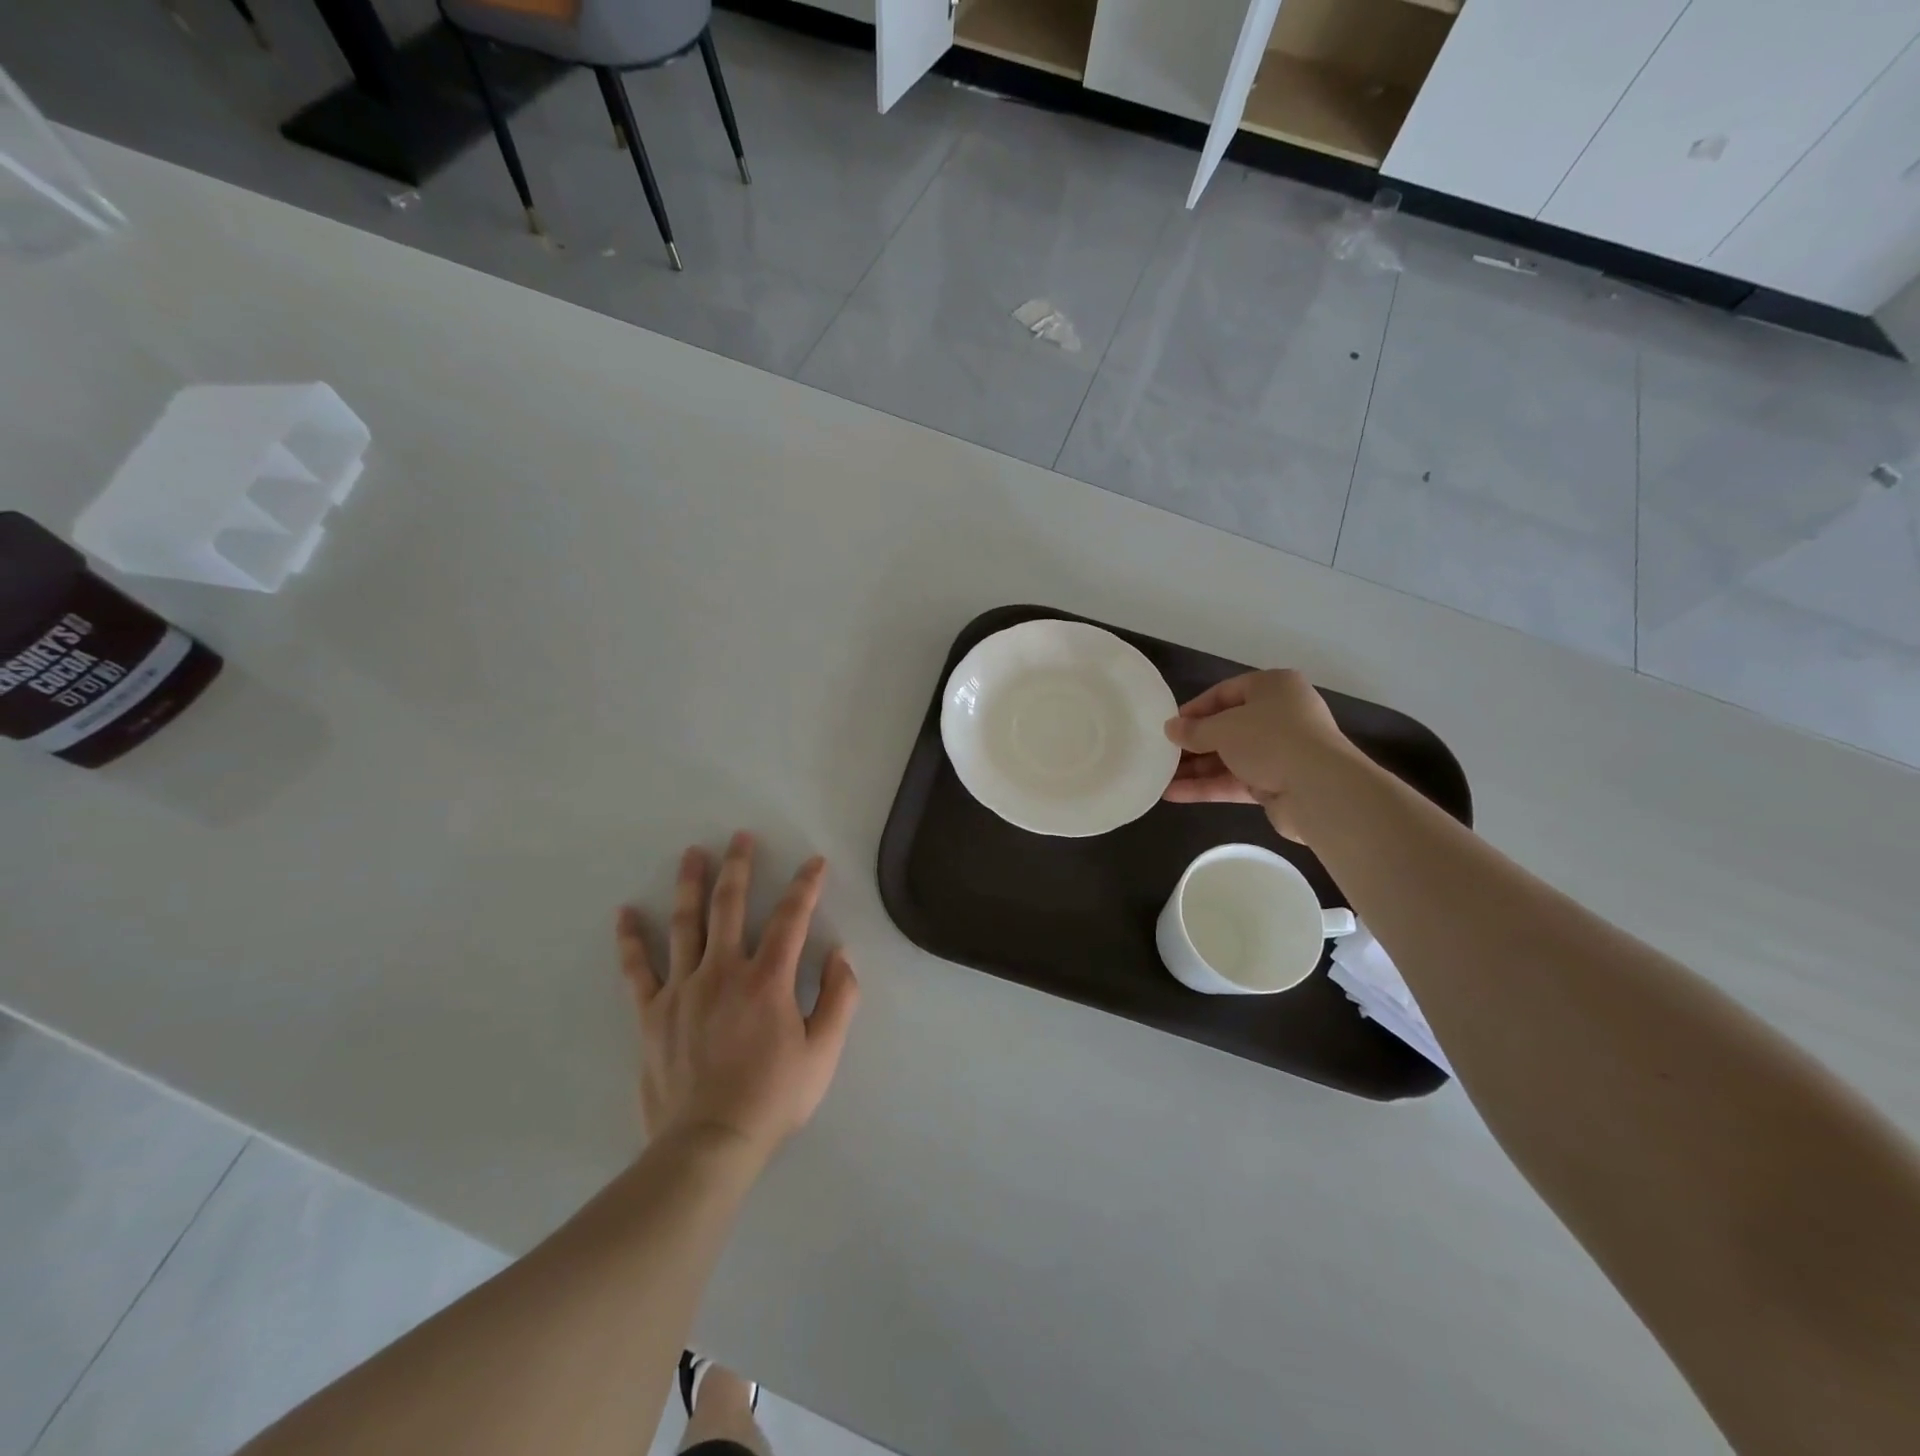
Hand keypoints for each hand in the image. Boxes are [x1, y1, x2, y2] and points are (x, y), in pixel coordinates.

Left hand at [615, 832, 859, 1161]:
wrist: (709, 1144)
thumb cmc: (773, 1098)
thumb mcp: (824, 1053)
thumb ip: (839, 998)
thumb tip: (840, 954)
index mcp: (767, 980)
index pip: (791, 918)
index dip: (805, 886)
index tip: (814, 862)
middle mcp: (723, 971)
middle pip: (731, 906)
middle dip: (739, 866)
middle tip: (740, 836)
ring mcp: (683, 989)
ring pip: (685, 924)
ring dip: (690, 885)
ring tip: (692, 854)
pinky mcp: (652, 1013)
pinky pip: (637, 969)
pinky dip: (630, 940)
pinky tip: (625, 913)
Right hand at [1162, 669, 1361, 840]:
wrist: (1318, 789)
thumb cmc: (1270, 739)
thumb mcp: (1223, 728)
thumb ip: (1193, 730)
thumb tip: (1170, 728)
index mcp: (1273, 688)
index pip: (1225, 693)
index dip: (1194, 709)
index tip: (1169, 726)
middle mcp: (1280, 715)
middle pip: (1227, 727)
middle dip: (1193, 743)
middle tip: (1162, 753)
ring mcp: (1280, 751)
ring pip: (1229, 757)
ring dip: (1196, 768)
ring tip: (1160, 777)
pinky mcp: (1277, 783)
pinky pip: (1235, 781)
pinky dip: (1207, 786)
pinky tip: (1174, 794)